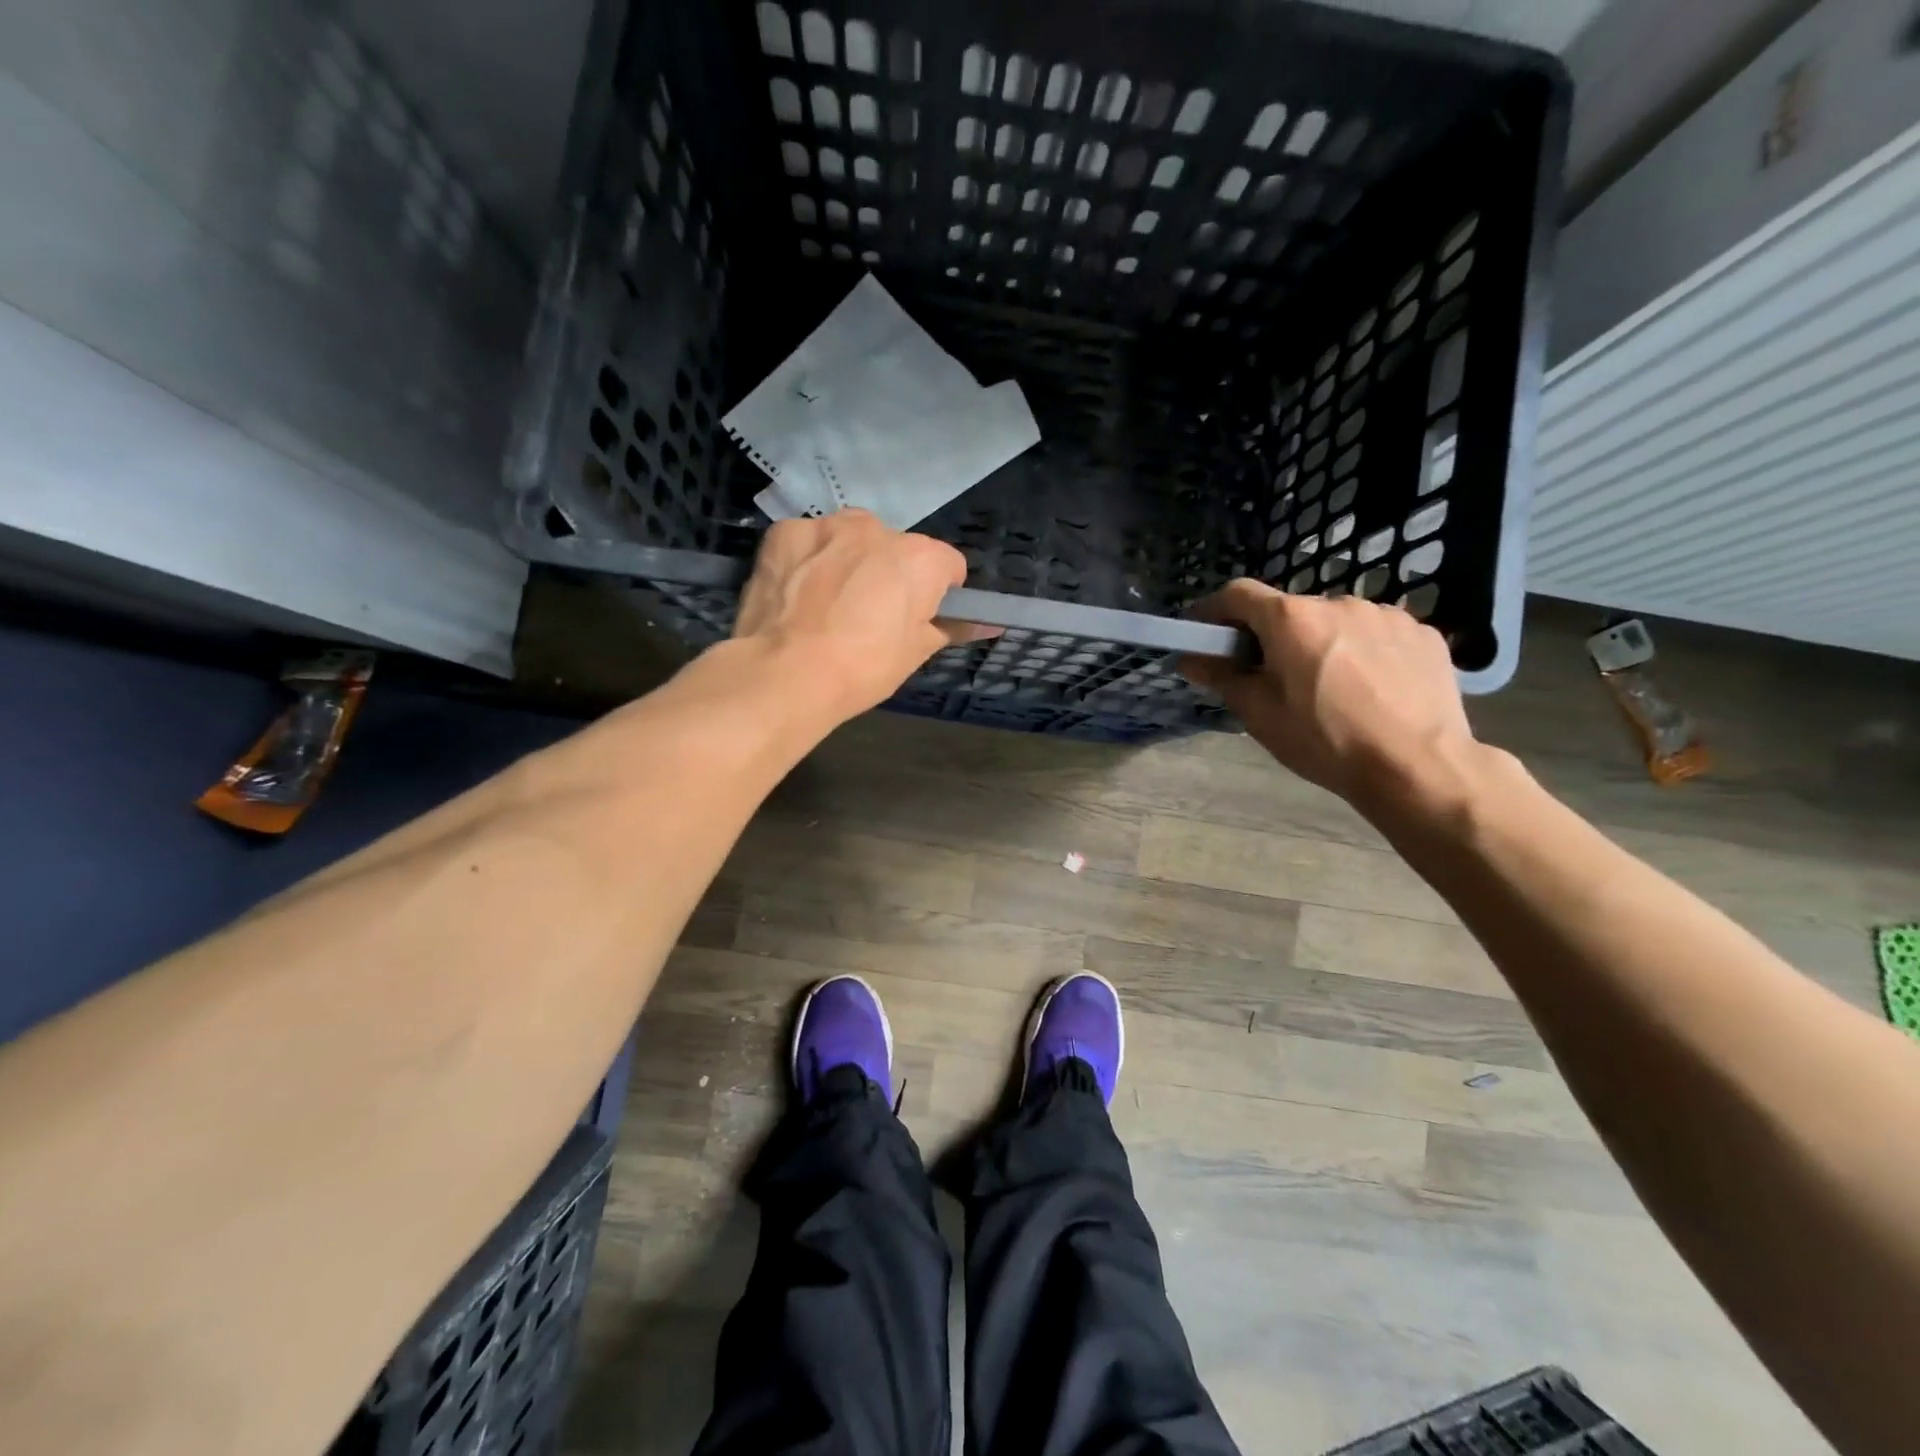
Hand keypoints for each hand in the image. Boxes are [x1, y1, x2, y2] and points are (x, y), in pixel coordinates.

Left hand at [733, 510, 991, 716]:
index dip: (938, 592)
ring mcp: (827, 526)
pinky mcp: (784, 531)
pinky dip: (807, 561)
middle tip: (870, 616)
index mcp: (921, 557)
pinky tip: (796, 595)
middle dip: (889, 573)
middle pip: (896, 548)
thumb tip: (990, 625)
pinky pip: (808, 542)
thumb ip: (954, 628)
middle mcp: (878, 528)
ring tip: (828, 605)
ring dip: (848, 560)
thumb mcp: (915, 653)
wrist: (785, 673)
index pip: (947, 565)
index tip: (920, 617)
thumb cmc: (863, 668)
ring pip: (850, 539)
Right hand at [1180, 580, 1476, 812]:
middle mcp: (1338, 602)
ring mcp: (1386, 615)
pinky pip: (1377, 634)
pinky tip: (1371, 690)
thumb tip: (1189, 658)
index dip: (1214, 610)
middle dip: (1274, 637)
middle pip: (1290, 611)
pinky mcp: (1422, 633)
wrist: (1418, 766)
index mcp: (1292, 619)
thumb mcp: (1260, 714)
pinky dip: (1363, 652)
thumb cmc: (1325, 741)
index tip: (1204, 632)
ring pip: (1336, 622)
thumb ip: (1222, 677)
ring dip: (1321, 643)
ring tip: (1330, 688)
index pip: (1238, 594)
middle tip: (1272, 678)